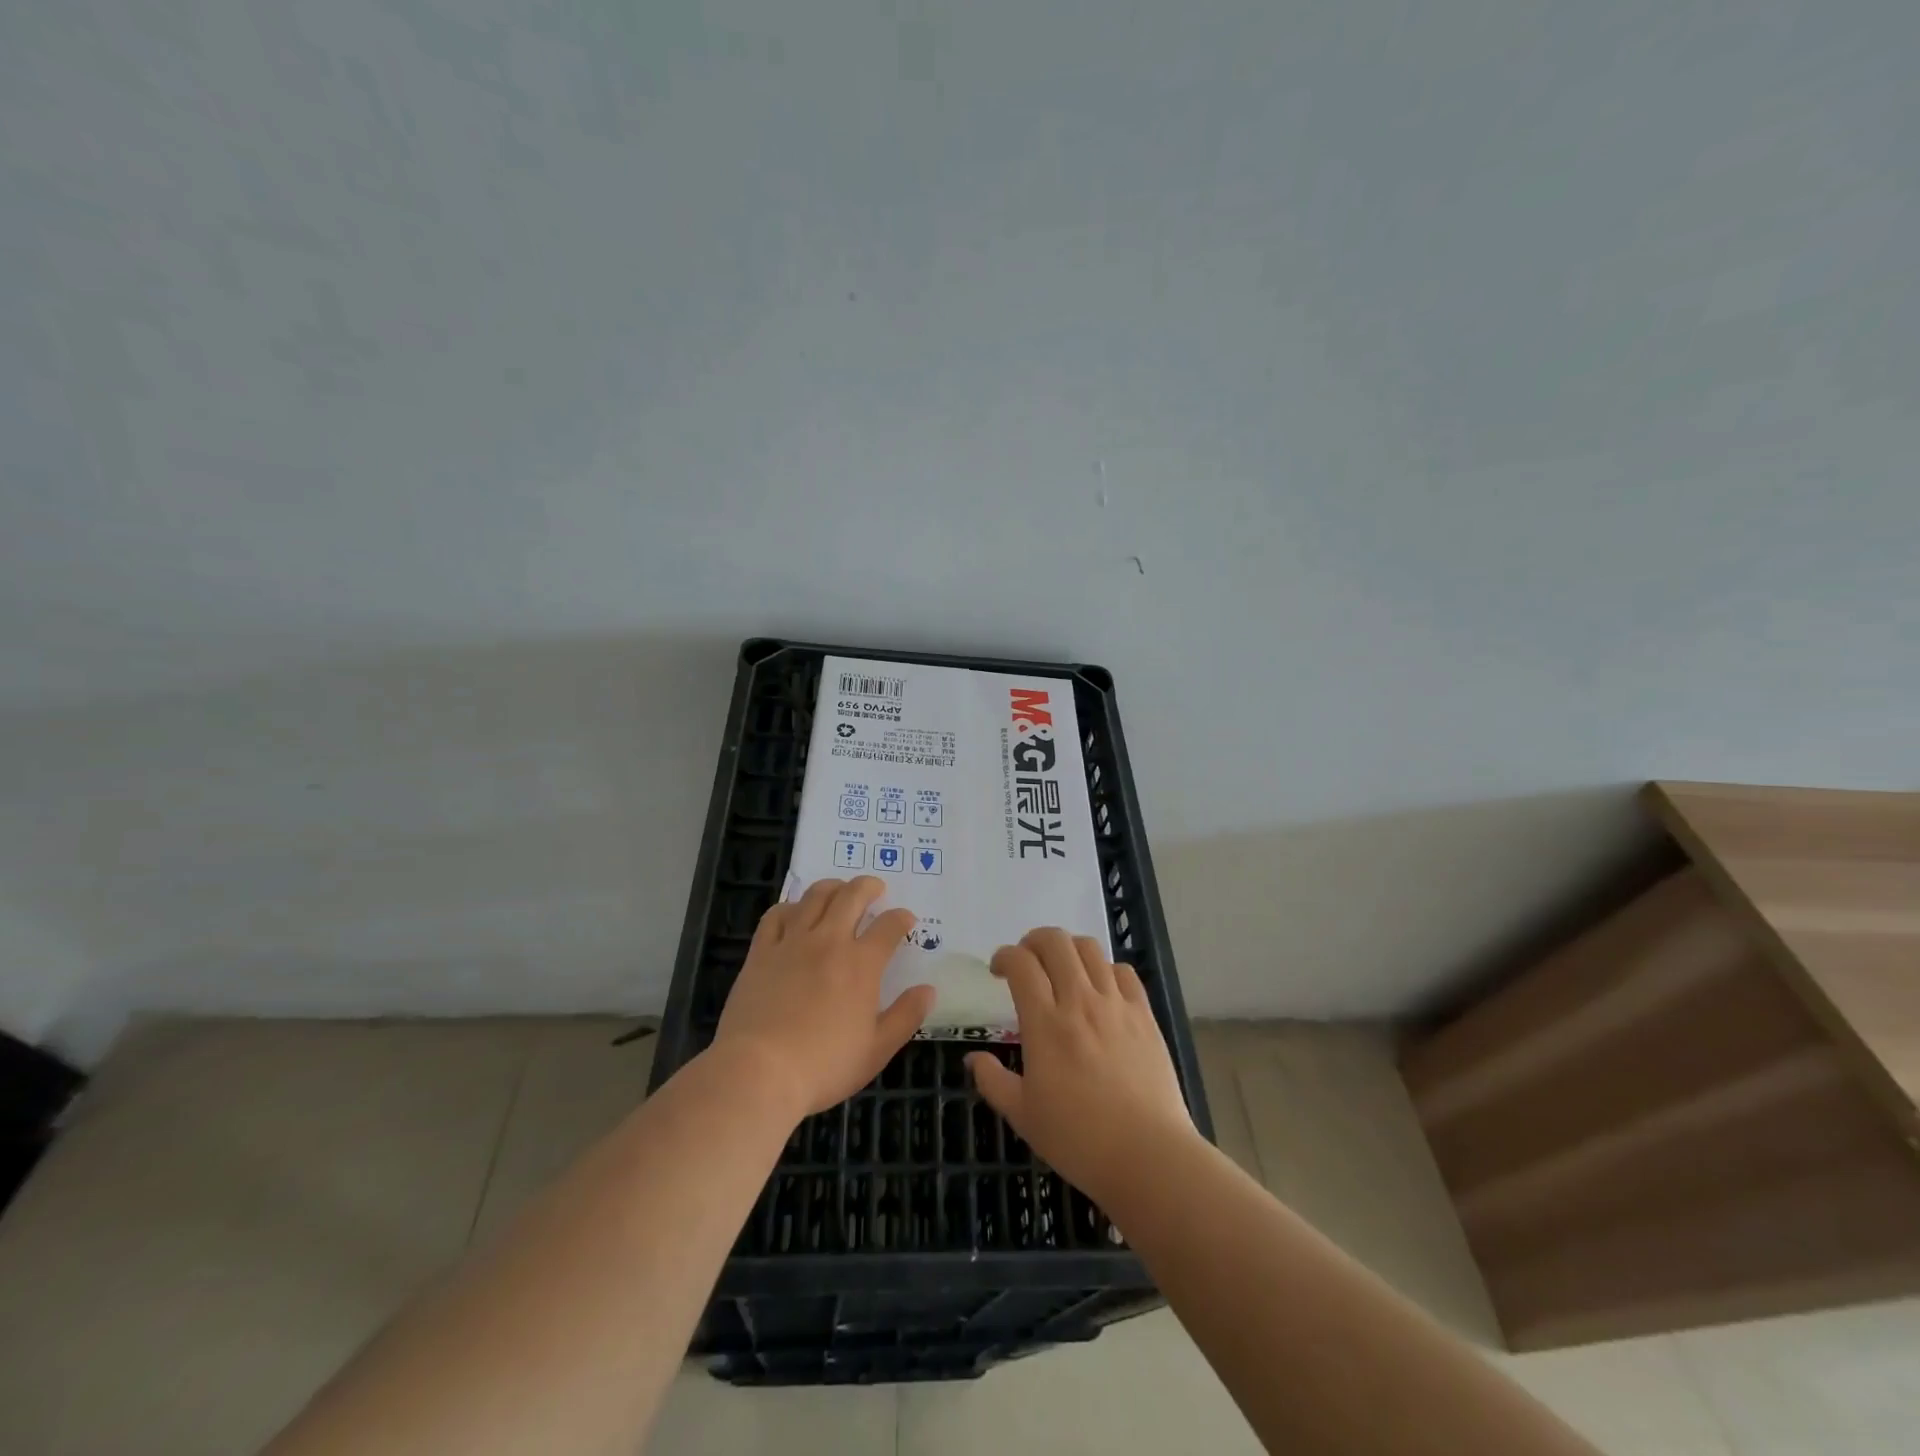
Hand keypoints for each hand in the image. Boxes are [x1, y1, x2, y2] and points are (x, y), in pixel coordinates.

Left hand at [713, 876, 934, 1120]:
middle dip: (868, 886)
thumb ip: (906, 1016)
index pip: (889, 926)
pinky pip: (776, 915)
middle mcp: (829, 941)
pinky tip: (795, 912)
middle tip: (876, 888)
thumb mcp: (876, 1049)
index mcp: (862, 964)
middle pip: (852, 896)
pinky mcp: (761, 951)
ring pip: (815, 897)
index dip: (902, 918)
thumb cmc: (824, 1065)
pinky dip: (790, 906)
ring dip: (833, 887)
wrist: (758, 1071)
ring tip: (839, 889)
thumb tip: (928, 990)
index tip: (906, 919)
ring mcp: (792, 942)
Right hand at [967, 927, 1194, 1207]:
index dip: (1004, 956)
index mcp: (1045, 1023)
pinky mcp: (1144, 1014)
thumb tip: (973, 1059)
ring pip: (1089, 948)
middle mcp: (1079, 1001)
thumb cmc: (1078, 1139)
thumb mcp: (1023, 1115)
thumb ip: (992, 1081)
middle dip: (1033, 941)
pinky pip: (1123, 971)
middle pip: (1055, 942)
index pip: (1021, 963)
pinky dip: (1105, 968)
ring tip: (1061, 968)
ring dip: (1068, 949)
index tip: (998, 970)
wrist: (1148, 1156)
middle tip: (1027, 962)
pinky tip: (1100, 988)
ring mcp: (1116, 1004)